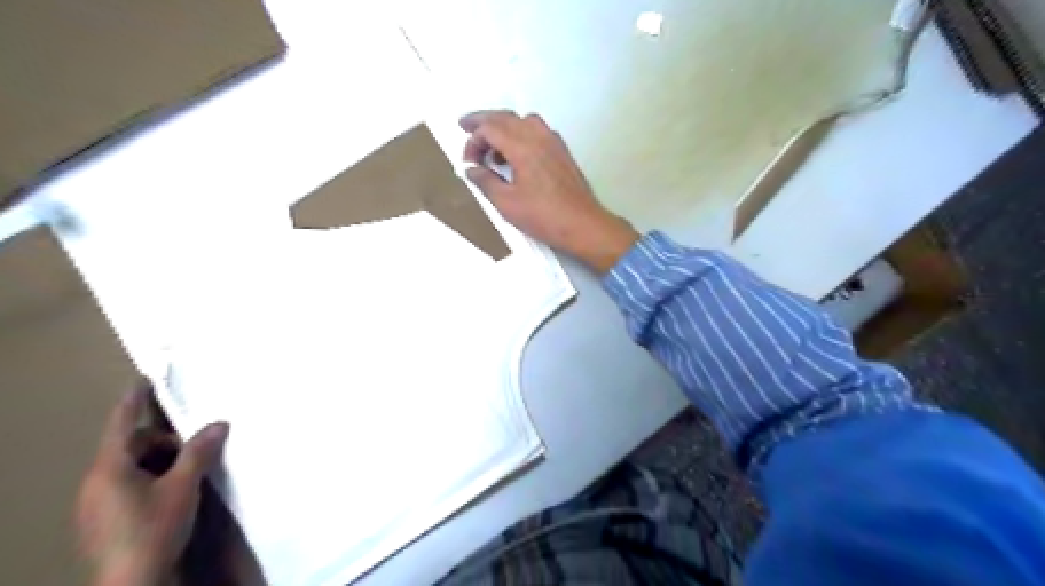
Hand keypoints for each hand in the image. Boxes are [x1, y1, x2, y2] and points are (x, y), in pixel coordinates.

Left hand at [75, 385, 228, 585]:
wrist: (131, 582)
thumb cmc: (154, 528)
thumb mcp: (183, 486)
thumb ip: (200, 451)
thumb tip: (220, 423)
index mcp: (109, 468)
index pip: (123, 424)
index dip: (135, 400)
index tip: (144, 378)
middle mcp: (97, 481)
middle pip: (132, 445)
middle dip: (165, 442)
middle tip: (195, 450)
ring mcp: (98, 501)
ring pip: (133, 466)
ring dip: (162, 462)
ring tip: (188, 475)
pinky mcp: (105, 517)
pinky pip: (129, 483)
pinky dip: (153, 478)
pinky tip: (173, 493)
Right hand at [460, 111, 641, 273]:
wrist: (582, 224)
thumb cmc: (543, 216)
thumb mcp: (506, 203)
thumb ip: (485, 182)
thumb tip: (471, 169)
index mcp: (522, 146)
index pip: (489, 128)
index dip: (473, 141)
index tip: (468, 163)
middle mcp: (538, 136)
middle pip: (505, 117)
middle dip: (483, 121)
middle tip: (465, 126)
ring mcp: (553, 142)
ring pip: (523, 121)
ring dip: (504, 127)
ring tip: (493, 148)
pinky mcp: (562, 152)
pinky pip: (538, 131)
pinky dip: (522, 134)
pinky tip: (518, 156)